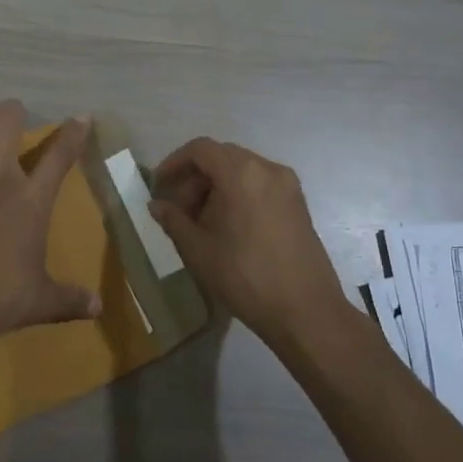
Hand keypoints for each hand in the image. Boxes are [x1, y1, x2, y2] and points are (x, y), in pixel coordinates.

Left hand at [0, 101, 100, 337]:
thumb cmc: (3, 297)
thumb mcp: (44, 300)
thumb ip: (71, 298)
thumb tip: (98, 309)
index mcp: (33, 199)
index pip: (60, 155)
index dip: (73, 133)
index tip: (80, 118)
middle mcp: (0, 176)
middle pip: (7, 120)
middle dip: (12, 112)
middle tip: (12, 117)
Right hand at [148, 138, 345, 346]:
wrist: (306, 312)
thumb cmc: (245, 276)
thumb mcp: (198, 249)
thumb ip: (173, 220)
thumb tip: (156, 205)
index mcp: (241, 172)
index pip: (200, 149)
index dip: (174, 162)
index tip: (159, 185)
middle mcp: (267, 169)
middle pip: (222, 157)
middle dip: (195, 177)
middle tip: (177, 207)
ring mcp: (287, 185)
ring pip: (241, 170)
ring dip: (216, 185)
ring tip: (200, 219)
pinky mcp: (298, 203)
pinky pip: (259, 184)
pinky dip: (238, 193)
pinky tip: (228, 224)